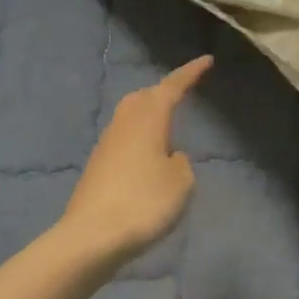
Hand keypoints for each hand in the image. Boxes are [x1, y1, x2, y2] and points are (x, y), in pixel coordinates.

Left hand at [62, 57, 211, 262]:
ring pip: (129, 119)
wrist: (92, 237)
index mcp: (148, 121)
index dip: (189, 74)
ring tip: (167, 129)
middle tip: (181, 94)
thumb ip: (181, 164)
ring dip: (148, 117)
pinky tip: (148, 160)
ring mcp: (106, 147)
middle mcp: (124, 126)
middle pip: (142, 98)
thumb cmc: (144, 203)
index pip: (171, 88)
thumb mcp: (181, 183)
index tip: (206, 61)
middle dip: (162, 92)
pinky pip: (122, 142)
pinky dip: (138, 141)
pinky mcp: (96, 169)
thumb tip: (171, 157)